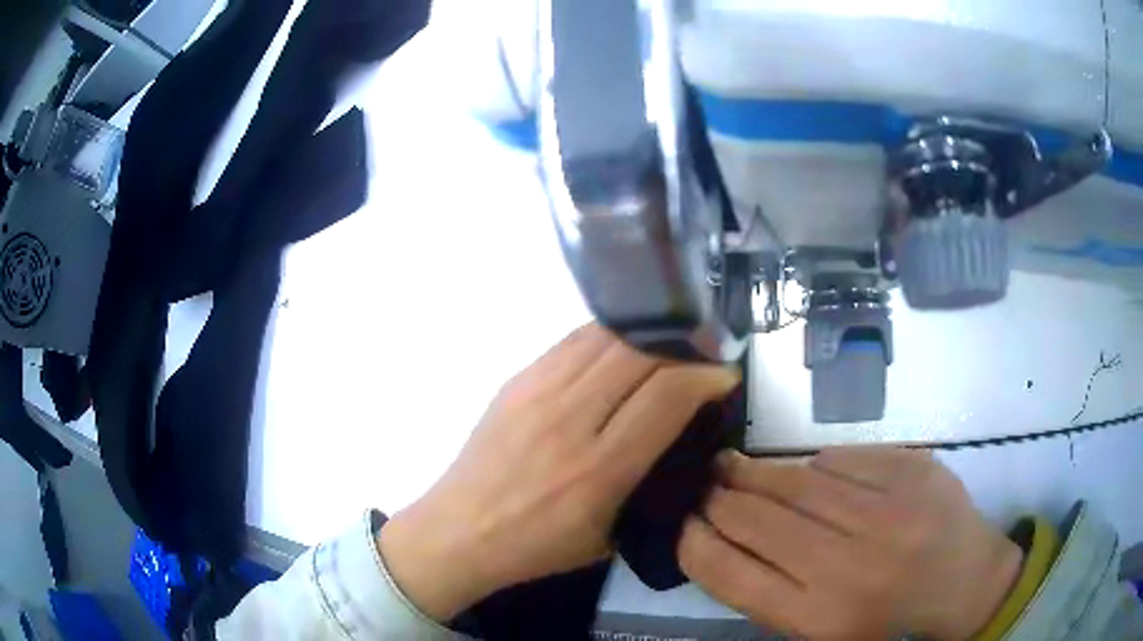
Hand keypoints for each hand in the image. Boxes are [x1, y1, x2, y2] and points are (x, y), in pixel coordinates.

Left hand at [378, 324, 739, 620]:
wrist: (458, 531)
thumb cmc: (536, 546)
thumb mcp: (607, 536)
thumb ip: (648, 486)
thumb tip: (680, 439)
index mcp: (597, 470)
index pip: (667, 397)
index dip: (706, 377)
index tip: (724, 377)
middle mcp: (569, 420)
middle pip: (641, 354)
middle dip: (685, 349)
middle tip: (701, 358)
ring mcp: (536, 392)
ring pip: (607, 336)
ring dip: (648, 336)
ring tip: (666, 347)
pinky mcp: (516, 379)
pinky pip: (573, 341)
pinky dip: (609, 336)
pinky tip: (621, 348)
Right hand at [678, 447, 1022, 639]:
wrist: (964, 581)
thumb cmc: (886, 617)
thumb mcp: (820, 628)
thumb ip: (769, 592)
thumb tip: (719, 540)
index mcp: (821, 617)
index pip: (732, 575)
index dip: (695, 544)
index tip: (681, 523)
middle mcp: (851, 566)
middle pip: (758, 521)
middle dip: (719, 498)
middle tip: (703, 482)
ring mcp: (889, 512)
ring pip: (797, 481)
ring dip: (756, 472)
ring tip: (732, 464)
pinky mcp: (913, 470)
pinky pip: (843, 458)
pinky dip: (817, 465)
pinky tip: (810, 473)